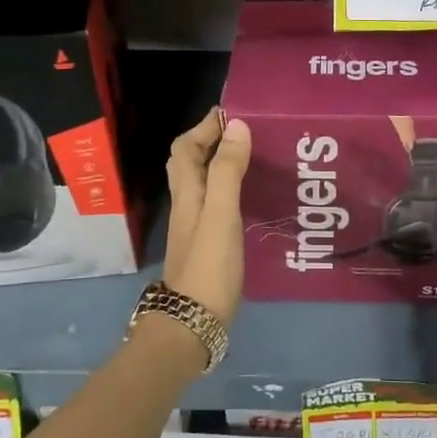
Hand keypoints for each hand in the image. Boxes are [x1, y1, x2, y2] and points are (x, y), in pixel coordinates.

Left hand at [161, 107, 251, 326]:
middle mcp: (187, 205)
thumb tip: (236, 126)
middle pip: (188, 163)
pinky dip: (228, 188)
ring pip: (202, 183)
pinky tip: (250, 196)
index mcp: (187, 193)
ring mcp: (195, 226)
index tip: (232, 113)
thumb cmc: (208, 266)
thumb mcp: (221, 214)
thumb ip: (228, 171)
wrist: (193, 324)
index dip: (204, 127)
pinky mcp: (207, 243)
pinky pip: (215, 203)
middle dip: (209, 141)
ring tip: (251, 156)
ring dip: (219, 163)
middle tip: (242, 132)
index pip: (185, 148)